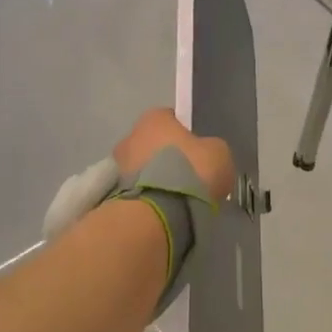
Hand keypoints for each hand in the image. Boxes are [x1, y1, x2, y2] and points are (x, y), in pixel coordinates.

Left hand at [114, 108, 235, 203]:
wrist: (159, 213)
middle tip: (190, 177)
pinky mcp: (113, 194)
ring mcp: (118, 165)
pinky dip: (150, 196)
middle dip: (170, 157)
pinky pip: (138, 190)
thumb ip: (211, 148)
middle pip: (155, 144)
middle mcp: (131, 135)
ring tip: (178, 198)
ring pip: (145, 168)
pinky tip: (166, 209)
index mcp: (155, 118)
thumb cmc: (191, 171)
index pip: (173, 119)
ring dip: (158, 178)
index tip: (199, 153)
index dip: (188, 135)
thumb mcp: (218, 153)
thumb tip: (207, 155)